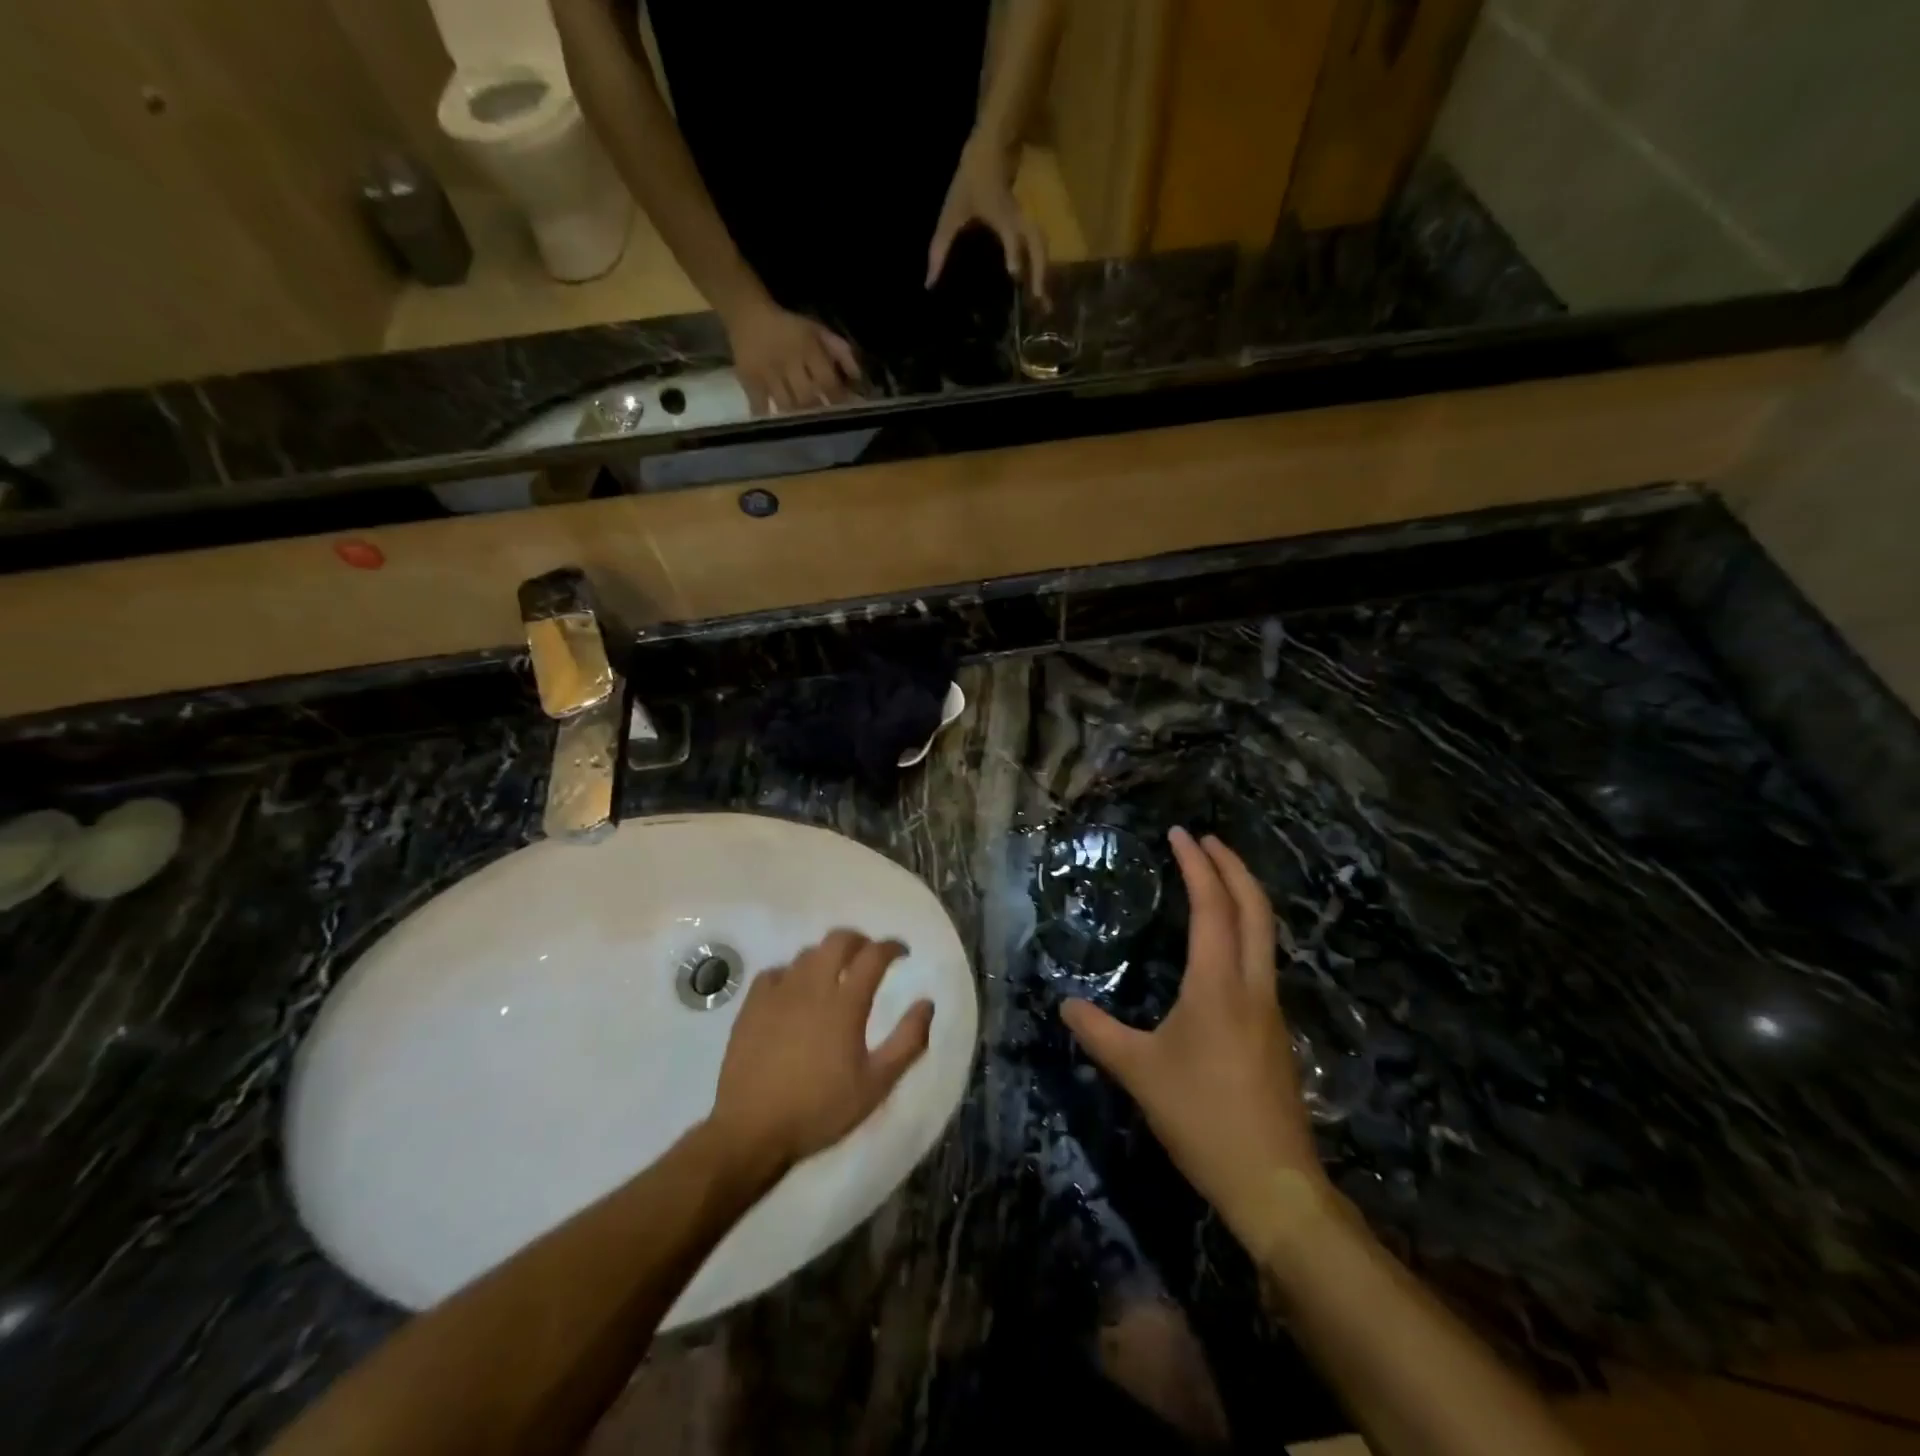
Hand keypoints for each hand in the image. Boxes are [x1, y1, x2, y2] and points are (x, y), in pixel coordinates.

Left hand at [707, 931, 934, 1178]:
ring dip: (827, 955)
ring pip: (807, 954)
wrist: (751, 1130)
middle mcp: (812, 986)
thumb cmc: (819, 1109)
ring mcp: (778, 992)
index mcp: (845, 1003)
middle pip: (838, 940)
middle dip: (860, 940)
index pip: (874, 955)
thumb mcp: (875, 1084)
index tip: (903, 953)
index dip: (892, 947)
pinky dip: (793, 972)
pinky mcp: (752, 1005)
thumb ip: (907, 1041)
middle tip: (870, 956)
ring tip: (835, 974)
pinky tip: (795, 991)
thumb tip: (927, 1003)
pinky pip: (776, 972)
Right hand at [722, 295, 860, 414]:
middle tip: (826, 422)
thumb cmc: (789, 327)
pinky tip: (779, 426)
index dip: (838, 399)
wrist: (747, 313)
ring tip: (806, 426)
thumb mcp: (818, 330)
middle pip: (807, 397)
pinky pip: (760, 406)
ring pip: (786, 404)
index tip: (845, 411)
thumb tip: (857, 378)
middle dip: (819, 412)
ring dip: (798, 418)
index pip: (827, 381)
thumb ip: (840, 351)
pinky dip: (770, 417)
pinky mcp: (749, 380)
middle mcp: (788, 361)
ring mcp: (767, 373)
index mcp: (807, 348)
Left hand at [927, 131, 1047, 297]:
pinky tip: (1037, 286)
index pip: (1012, 234)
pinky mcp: (1028, 225)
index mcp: (1003, 215)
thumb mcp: (952, 214)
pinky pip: (1039, 247)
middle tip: (1040, 304)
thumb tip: (930, 283)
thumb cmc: (971, 180)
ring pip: (1042, 248)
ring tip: (1044, 302)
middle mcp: (1020, 220)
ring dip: (1044, 273)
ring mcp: (1027, 221)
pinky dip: (1040, 267)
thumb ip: (940, 248)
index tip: (1014, 273)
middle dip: (1040, 273)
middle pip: (1038, 246)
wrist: (993, 146)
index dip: (1014, 251)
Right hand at [1061, 829, 1325, 1242]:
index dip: (1197, 865)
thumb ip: (1098, 1033)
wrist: (1273, 1181)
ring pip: (1264, 933)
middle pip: (1254, 908)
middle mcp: (1252, 985)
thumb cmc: (1202, 1117)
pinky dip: (1244, 929)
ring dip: (1242, 895)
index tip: (1180, 833)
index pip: (1213, 906)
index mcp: (1219, 984)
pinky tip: (1222, 944)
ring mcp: (1270, 1008)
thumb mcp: (1138, 1072)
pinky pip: (1261, 960)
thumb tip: (1065, 1003)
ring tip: (1215, 879)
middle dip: (1232, 866)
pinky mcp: (1275, 1031)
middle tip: (1205, 839)